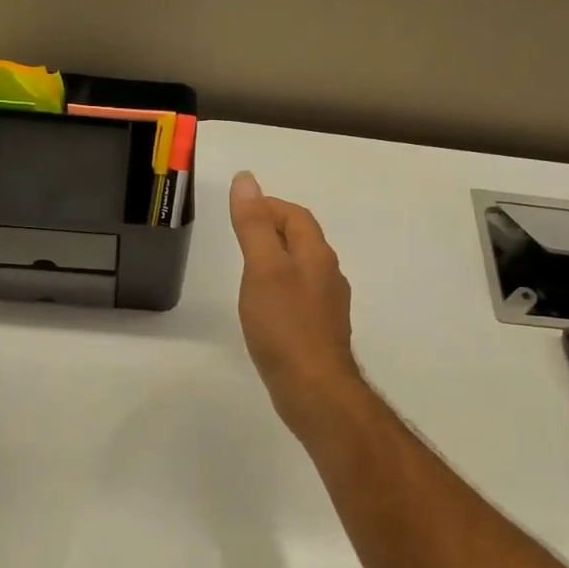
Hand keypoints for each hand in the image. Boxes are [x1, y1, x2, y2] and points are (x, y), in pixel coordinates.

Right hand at [228, 171, 363, 424]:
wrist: (314, 388)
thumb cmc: (285, 324)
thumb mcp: (263, 268)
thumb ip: (254, 224)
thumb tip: (247, 179)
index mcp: (317, 255)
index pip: (296, 216)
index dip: (269, 206)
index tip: (240, 210)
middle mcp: (328, 275)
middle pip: (302, 240)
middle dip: (274, 229)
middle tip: (240, 234)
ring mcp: (327, 305)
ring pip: (302, 269)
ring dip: (278, 259)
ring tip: (248, 267)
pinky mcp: (320, 331)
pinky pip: (300, 296)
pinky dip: (281, 288)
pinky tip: (265, 306)